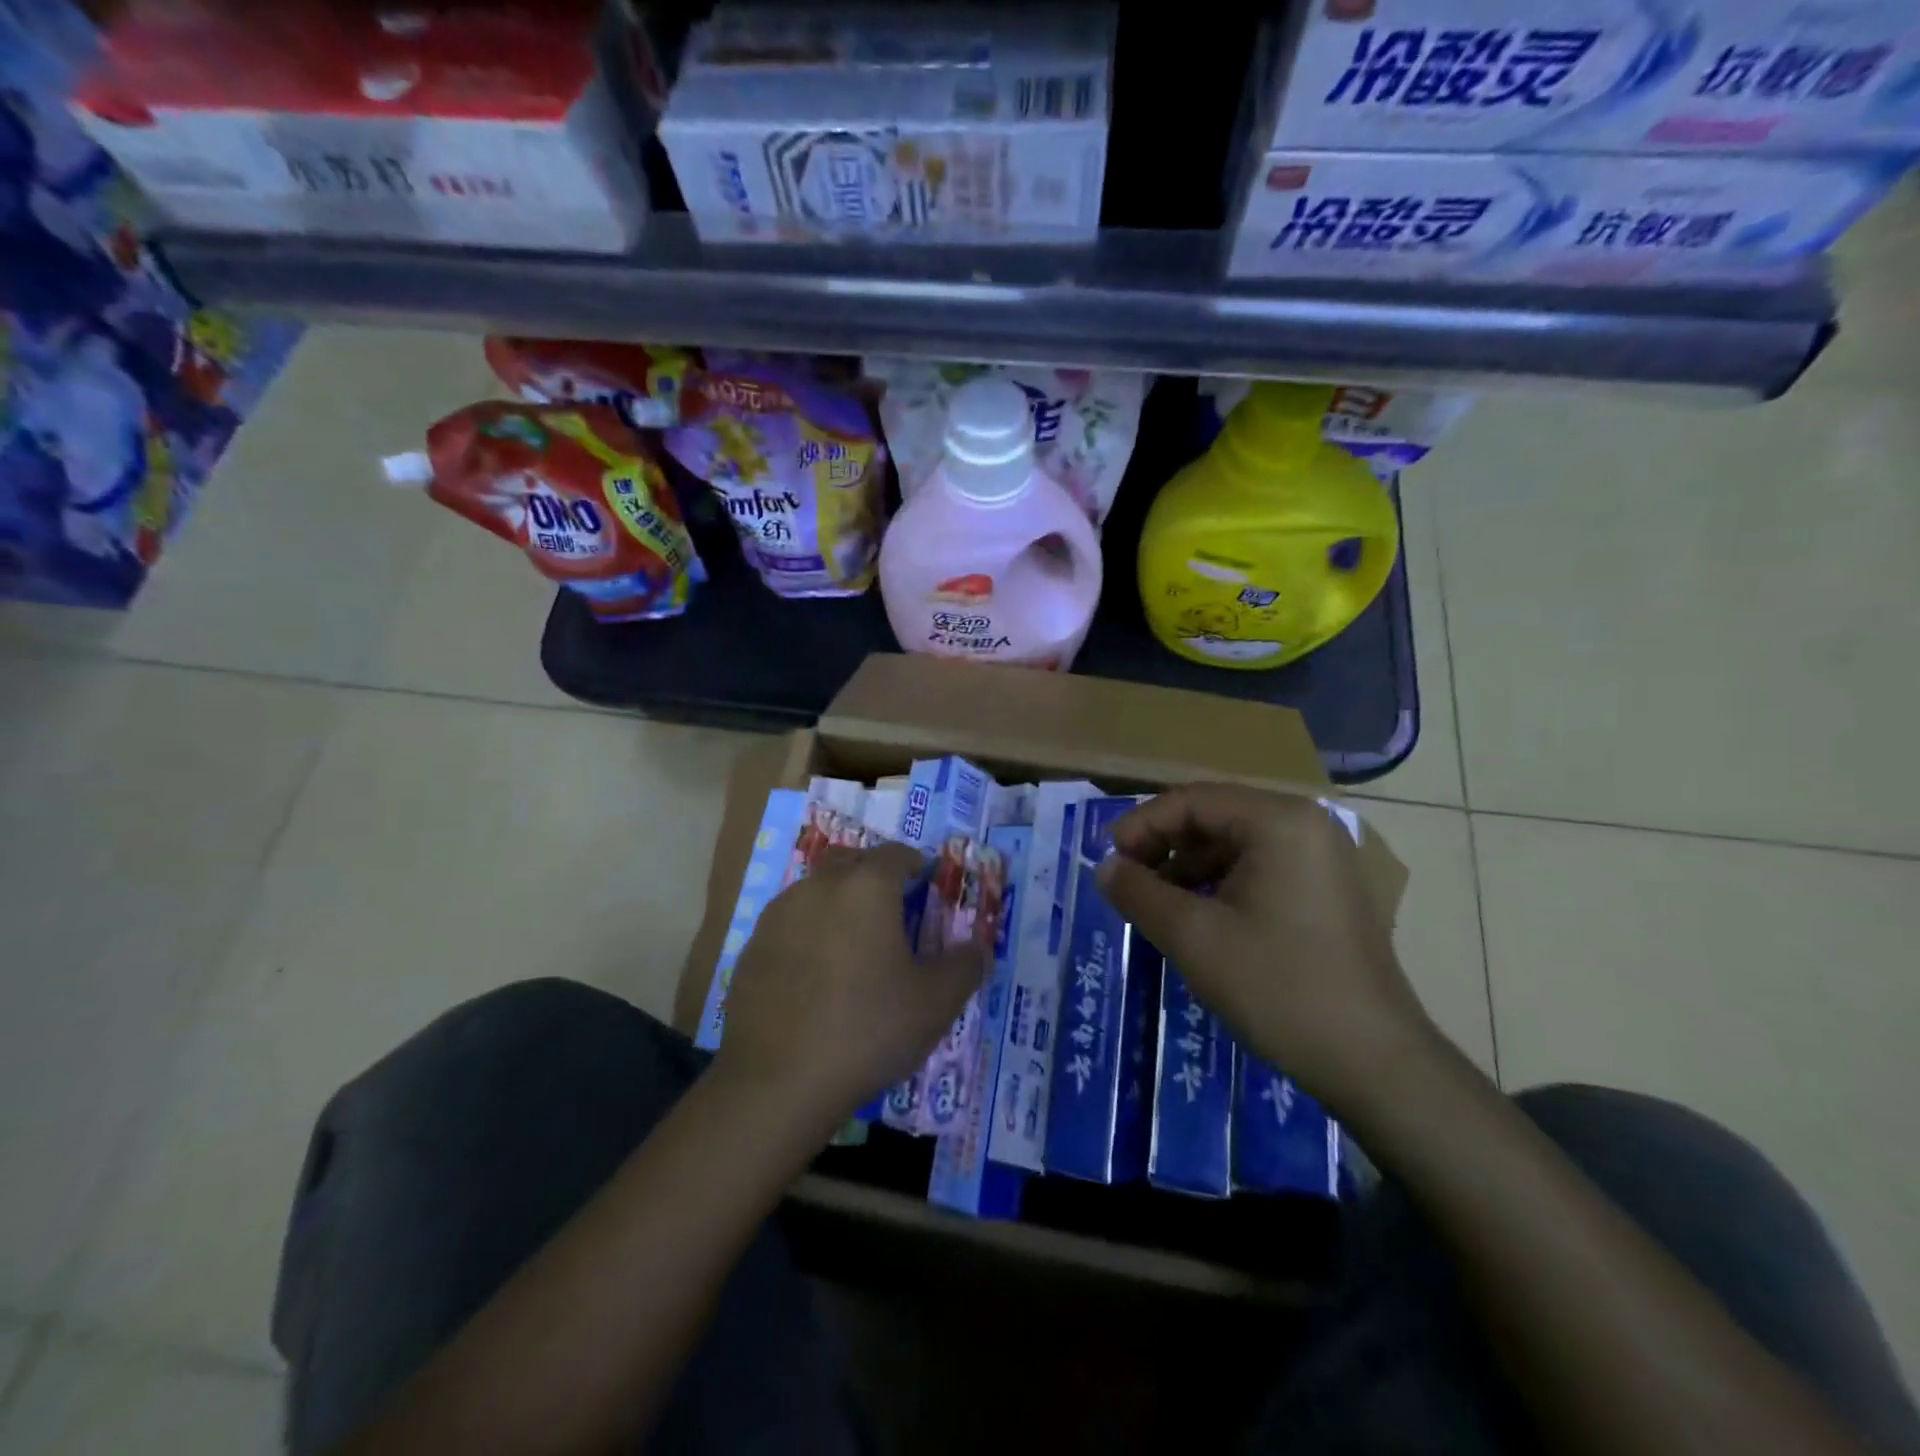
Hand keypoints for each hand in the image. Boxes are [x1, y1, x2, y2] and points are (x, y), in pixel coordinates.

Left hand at [715, 843, 988, 1126]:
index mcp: (867, 888)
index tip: (926, 882)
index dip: (915, 864)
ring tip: (853, 942)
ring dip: (837, 902)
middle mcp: (819, 887)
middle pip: (850, 862)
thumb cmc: (867, 1029)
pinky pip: (789, 925)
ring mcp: (778, 916)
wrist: (777, 1081)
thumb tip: (978, 948)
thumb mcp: (935, 1003)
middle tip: (892, 908)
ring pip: (815, 891)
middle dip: (872, 874)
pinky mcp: (752, 948)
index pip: (896, 855)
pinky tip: (815, 974)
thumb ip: (964, 967)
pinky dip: (807, 933)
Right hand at [1096, 784, 1436, 1112]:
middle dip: (1163, 846)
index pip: (1191, 800)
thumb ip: (1139, 892)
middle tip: (1127, 882)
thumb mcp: (1193, 937)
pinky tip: (1196, 918)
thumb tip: (1103, 867)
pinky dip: (1219, 884)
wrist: (1374, 1063)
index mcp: (1278, 821)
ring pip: (1234, 844)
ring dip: (1187, 867)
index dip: (1140, 826)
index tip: (1107, 861)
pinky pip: (1258, 868)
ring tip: (1155, 904)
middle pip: (1214, 816)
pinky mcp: (1325, 890)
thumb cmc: (1279, 987)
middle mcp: (1305, 824)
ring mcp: (1321, 857)